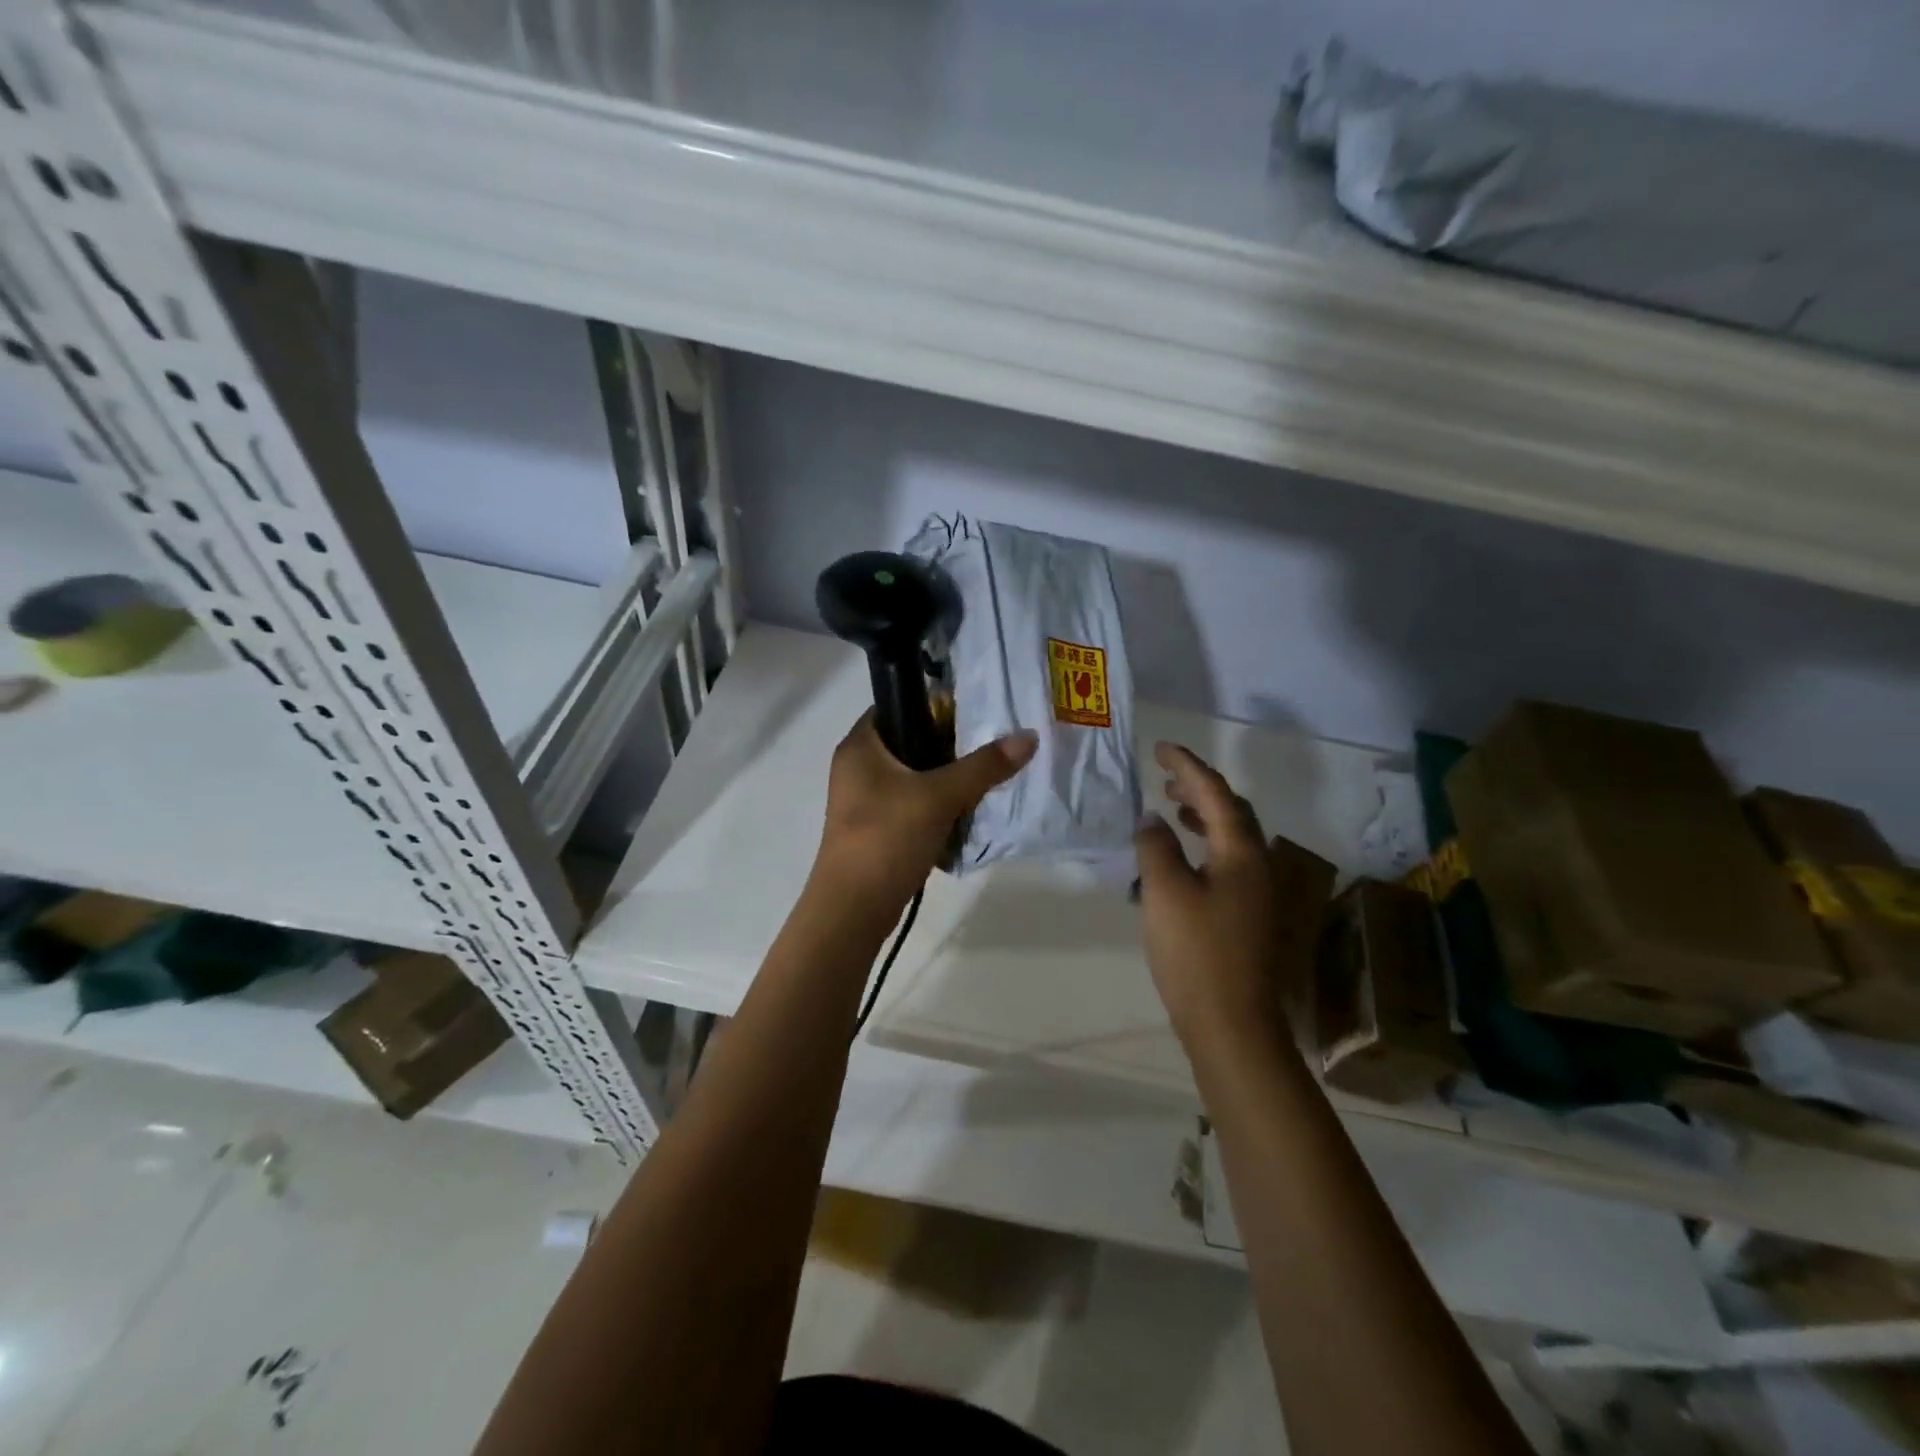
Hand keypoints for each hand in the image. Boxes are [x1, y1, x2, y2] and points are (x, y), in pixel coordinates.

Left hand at [812, 713, 1037, 915]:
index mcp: (861, 745)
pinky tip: (966, 812)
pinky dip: (937, 804)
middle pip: (911, 740)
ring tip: (986, 778)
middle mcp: (857, 765)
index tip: (975, 714)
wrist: (853, 910)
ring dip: (947, 778)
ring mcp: (865, 799)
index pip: (898, 704)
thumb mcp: (940, 797)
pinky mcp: (876, 826)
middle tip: (990, 747)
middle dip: (950, 746)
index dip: (936, 705)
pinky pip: (912, 803)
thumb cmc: (887, 839)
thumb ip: (984, 766)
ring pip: (914, 775)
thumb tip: (1029, 736)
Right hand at [1135, 742, 1302, 1048]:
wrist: (1232, 1023)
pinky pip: (1227, 860)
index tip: (1160, 748)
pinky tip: (1182, 859)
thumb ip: (1156, 847)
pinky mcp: (1249, 914)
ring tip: (1171, 809)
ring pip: (1232, 836)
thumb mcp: (1165, 892)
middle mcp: (1259, 864)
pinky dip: (1204, 845)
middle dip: (1198, 787)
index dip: (1187, 766)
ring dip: (1202, 815)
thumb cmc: (1196, 953)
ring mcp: (1258, 891)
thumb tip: (1151, 819)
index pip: (1214, 792)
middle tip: (1163, 776)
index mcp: (1241, 852)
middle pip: (1231, 810)